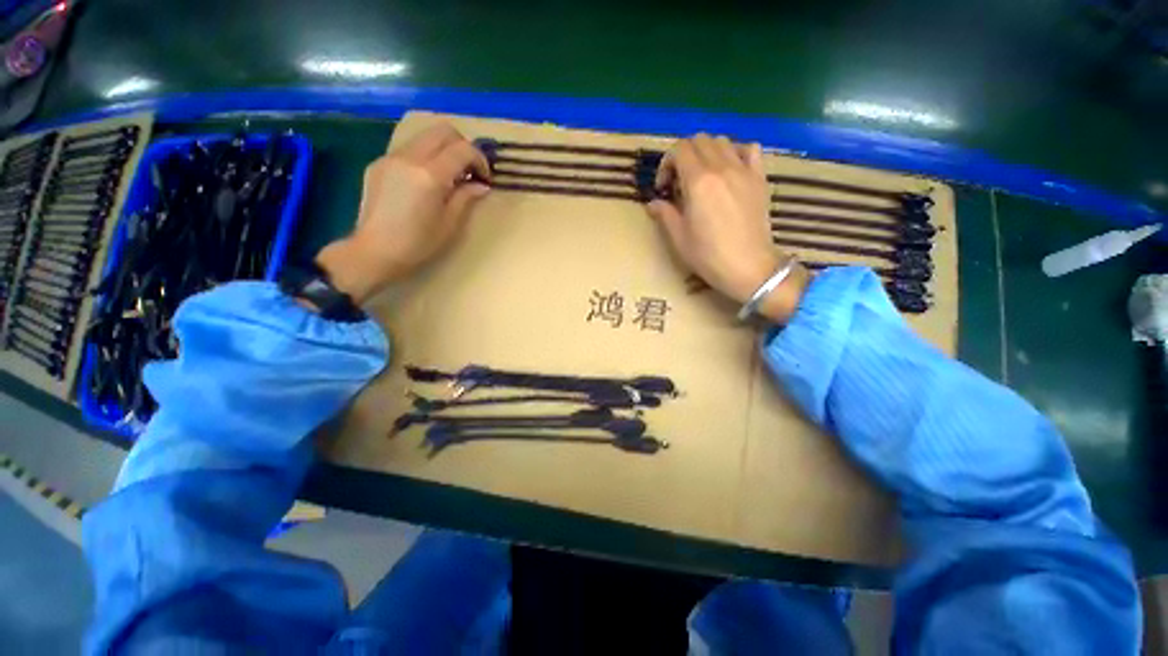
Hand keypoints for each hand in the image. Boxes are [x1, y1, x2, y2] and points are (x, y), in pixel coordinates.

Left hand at [316, 123, 490, 303]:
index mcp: (429, 175)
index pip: (462, 149)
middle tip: (470, 170)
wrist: (374, 251)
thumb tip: (481, 185)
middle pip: (442, 131)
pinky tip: (427, 182)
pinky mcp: (379, 164)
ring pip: (424, 137)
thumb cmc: (418, 244)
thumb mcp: (450, 224)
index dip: (480, 160)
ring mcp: (391, 158)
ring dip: (443, 150)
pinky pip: (409, 149)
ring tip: (450, 176)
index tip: (486, 178)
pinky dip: (425, 157)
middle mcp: (409, 158)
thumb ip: (466, 198)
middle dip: (462, 146)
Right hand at [646, 134, 808, 322]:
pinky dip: (736, 152)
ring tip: (702, 176)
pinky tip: (730, 169)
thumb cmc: (709, 256)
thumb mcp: (679, 238)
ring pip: (722, 141)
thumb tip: (653, 203)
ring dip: (707, 152)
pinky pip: (750, 149)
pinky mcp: (759, 178)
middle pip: (699, 140)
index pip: (679, 150)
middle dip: (684, 156)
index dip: (666, 164)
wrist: (749, 267)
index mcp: (698, 181)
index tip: (664, 188)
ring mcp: (744, 170)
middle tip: (679, 182)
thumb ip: (664, 214)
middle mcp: (721, 167)